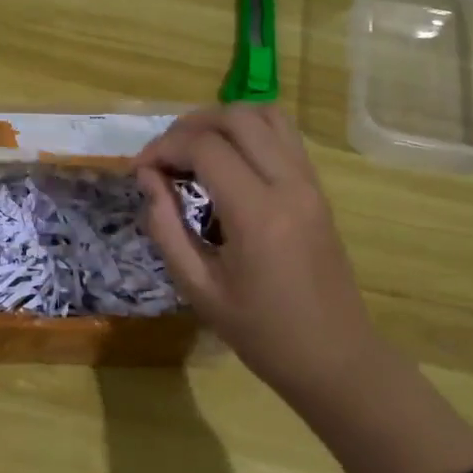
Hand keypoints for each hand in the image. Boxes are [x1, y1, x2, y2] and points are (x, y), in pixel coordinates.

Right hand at [136, 105, 383, 412]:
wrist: (333, 356)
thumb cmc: (260, 333)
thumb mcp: (198, 288)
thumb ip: (166, 228)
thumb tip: (147, 179)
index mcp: (258, 214)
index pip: (205, 148)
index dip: (163, 148)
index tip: (138, 170)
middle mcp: (289, 185)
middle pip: (237, 117)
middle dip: (189, 126)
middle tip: (161, 157)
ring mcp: (310, 183)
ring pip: (266, 115)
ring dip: (222, 121)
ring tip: (192, 150)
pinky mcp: (318, 190)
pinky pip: (283, 136)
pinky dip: (248, 133)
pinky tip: (225, 162)